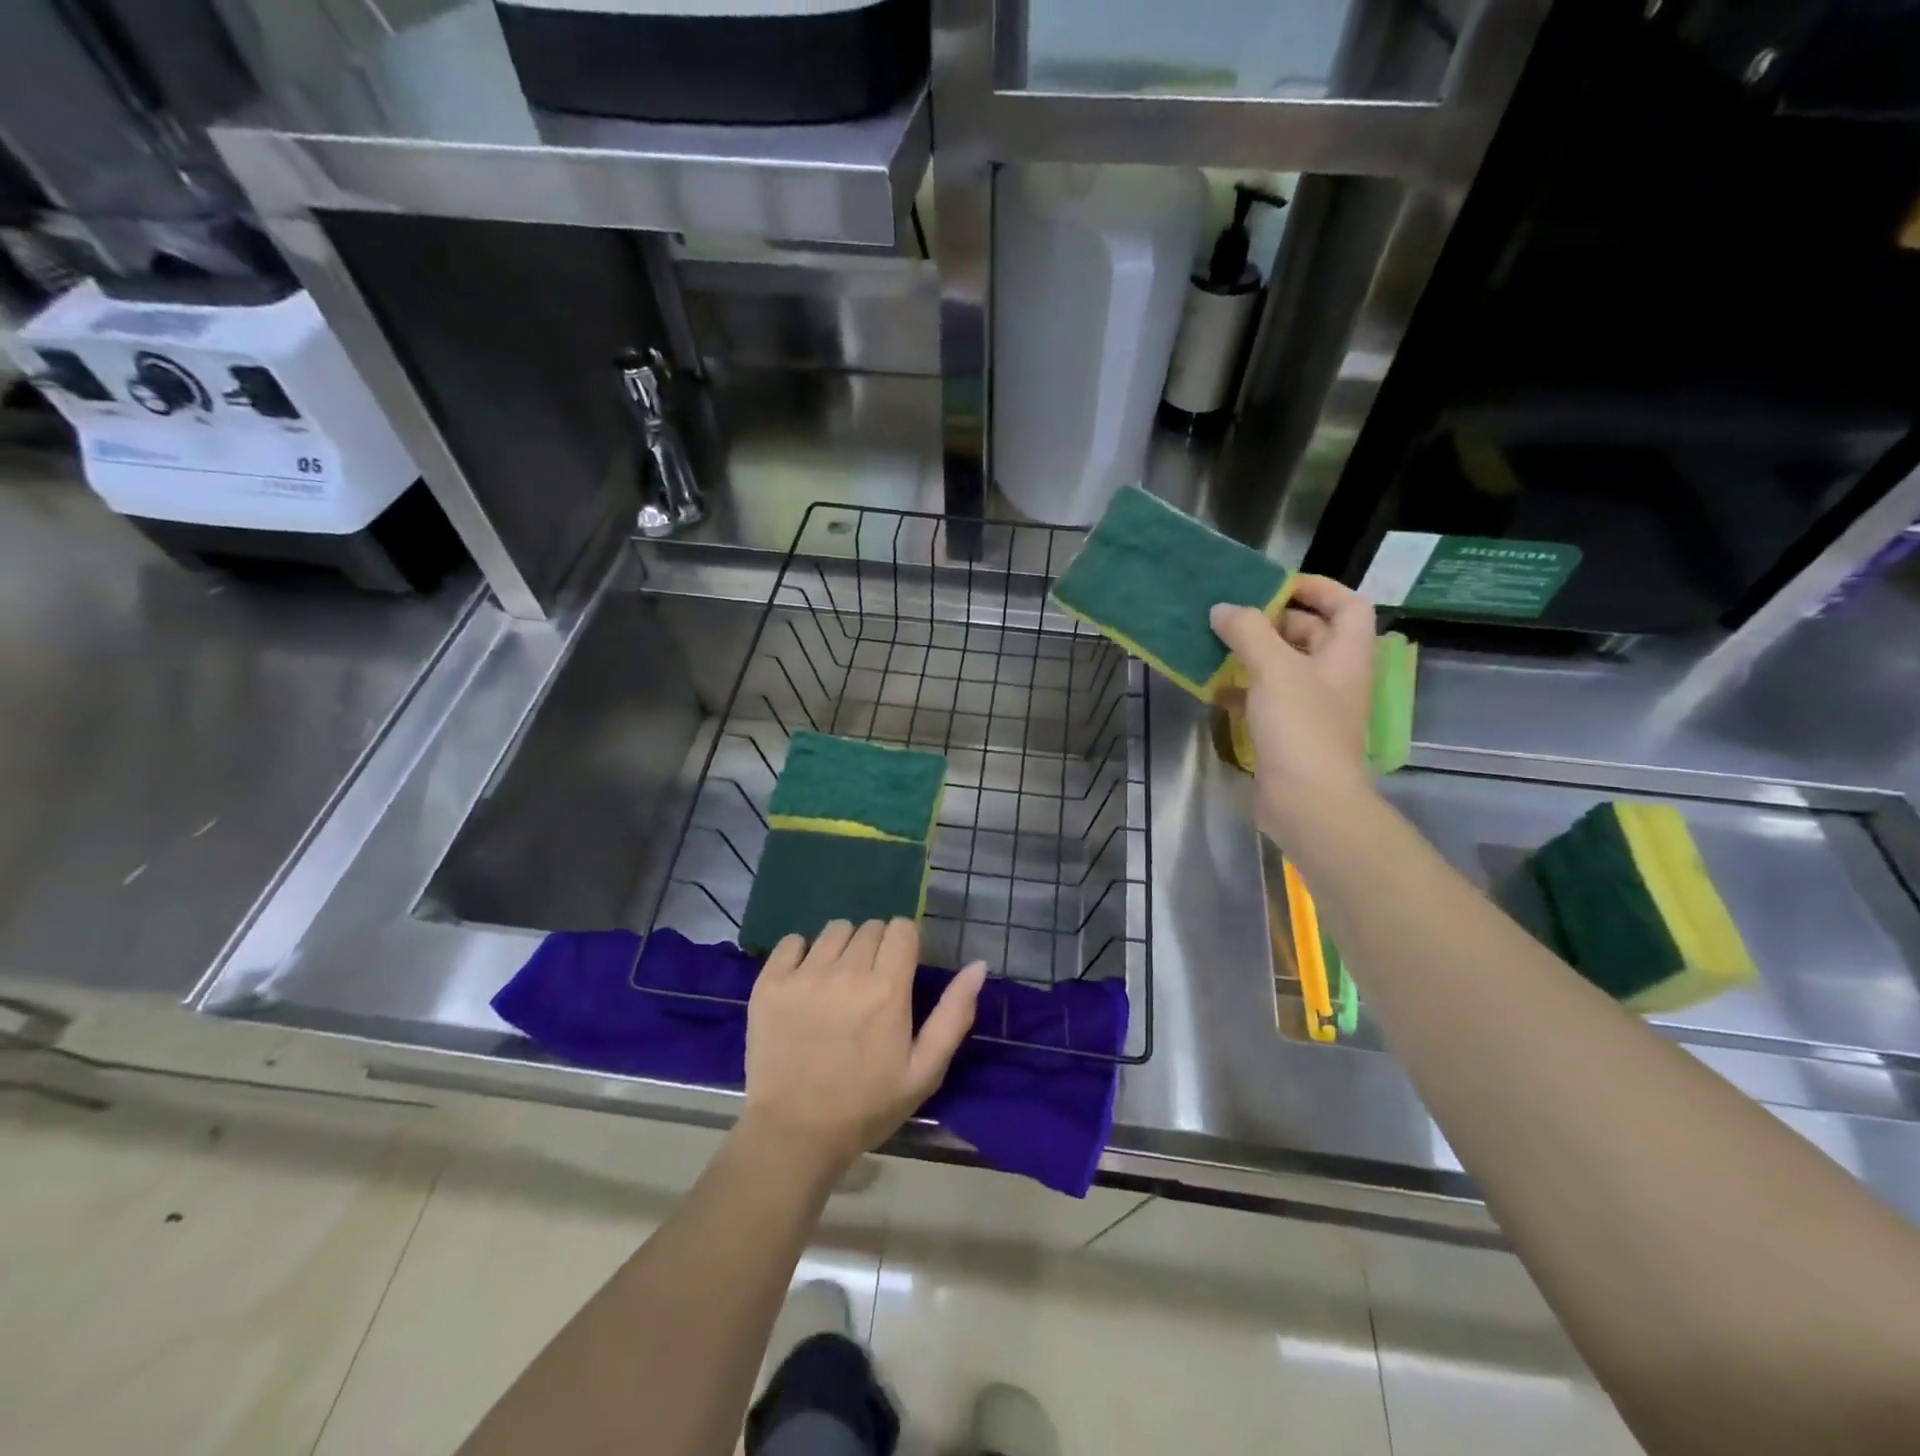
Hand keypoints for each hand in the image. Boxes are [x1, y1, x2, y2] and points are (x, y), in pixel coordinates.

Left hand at [742, 919, 984, 1174]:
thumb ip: (954, 1013)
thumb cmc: (868, 1105)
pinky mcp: (770, 984)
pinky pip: (792, 942)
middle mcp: (846, 971)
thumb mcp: (925, 1070)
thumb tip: (978, 965)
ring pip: (834, 930)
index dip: (905, 943)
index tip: (901, 968)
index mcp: (887, 988)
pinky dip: (802, 953)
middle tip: (870, 985)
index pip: (902, 928)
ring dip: (843, 948)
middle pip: (870, 927)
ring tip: (838, 982)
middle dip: (876, 947)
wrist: (795, 1135)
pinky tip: (806, 982)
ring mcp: (804, 975)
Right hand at [1210, 576, 1377, 839]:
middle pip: (1311, 634)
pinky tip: (1213, 688)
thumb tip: (1222, 609)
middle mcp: (1334, 677)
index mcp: (1346, 655)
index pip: (1348, 605)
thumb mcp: (1274, 668)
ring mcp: (1311, 708)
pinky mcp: (1288, 733)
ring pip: (1284, 668)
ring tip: (1216, 646)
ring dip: (1253, 655)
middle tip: (1235, 617)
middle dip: (1274, 622)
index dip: (1318, 588)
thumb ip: (1247, 631)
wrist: (1307, 801)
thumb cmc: (1300, 727)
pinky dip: (1242, 689)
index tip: (1276, 586)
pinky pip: (1265, 699)